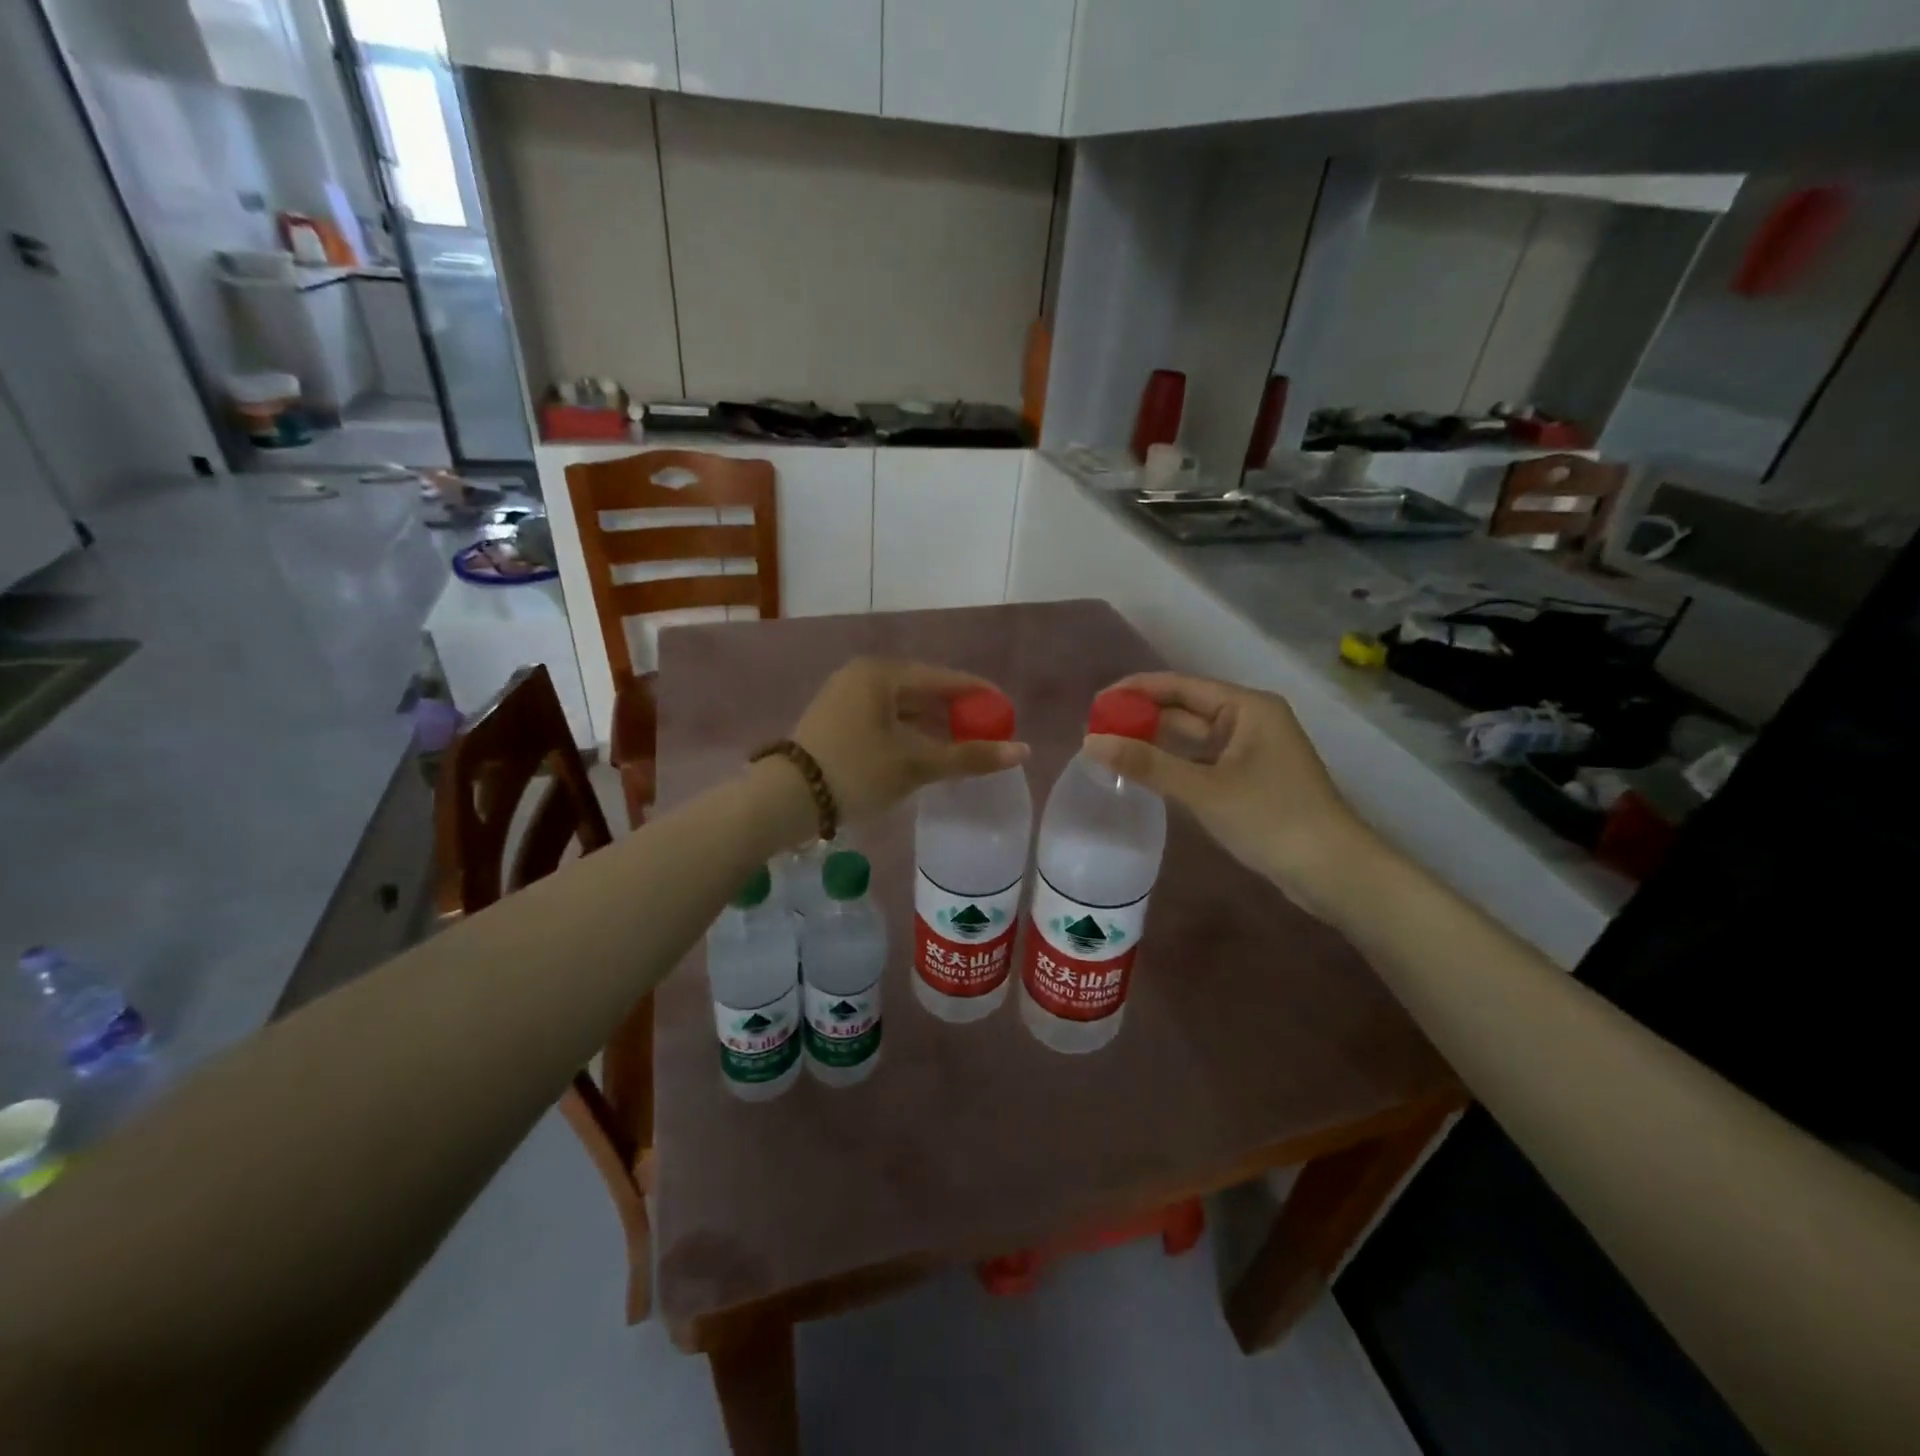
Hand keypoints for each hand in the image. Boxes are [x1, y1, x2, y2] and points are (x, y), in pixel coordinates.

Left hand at [791, 658, 1028, 825]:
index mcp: (881, 673)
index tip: (1006, 712)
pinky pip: (884, 719)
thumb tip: (1023, 751)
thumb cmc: (856, 772)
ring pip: (902, 707)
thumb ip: (969, 756)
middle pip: (922, 690)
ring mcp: (844, 697)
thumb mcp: (916, 764)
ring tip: (960, 748)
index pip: (944, 678)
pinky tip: (924, 754)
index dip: (978, 694)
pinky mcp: (835, 720)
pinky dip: (907, 734)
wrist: (784, 800)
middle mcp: (862, 675)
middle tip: (985, 734)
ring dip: (932, 726)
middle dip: (955, 713)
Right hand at [1082, 672, 1384, 922]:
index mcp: (1247, 707)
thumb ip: (1146, 764)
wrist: (1334, 872)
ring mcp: (1251, 751)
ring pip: (1192, 739)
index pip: (1180, 686)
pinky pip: (1201, 762)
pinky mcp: (1249, 779)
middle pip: (1185, 710)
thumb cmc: (1271, 819)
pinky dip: (1173, 765)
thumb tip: (1090, 742)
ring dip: (1154, 743)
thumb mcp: (1204, 789)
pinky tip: (1143, 773)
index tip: (1096, 703)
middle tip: (1094, 731)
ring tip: (1109, 749)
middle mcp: (1249, 720)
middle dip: (1142, 718)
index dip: (1136, 690)